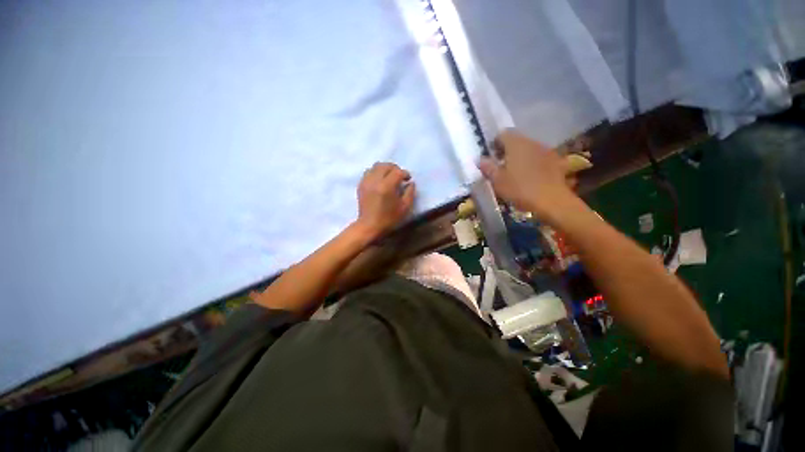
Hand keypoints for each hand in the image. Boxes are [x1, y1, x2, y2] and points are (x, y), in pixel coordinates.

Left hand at [355, 162, 415, 238]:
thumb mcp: (405, 208)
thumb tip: (410, 183)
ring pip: (376, 166)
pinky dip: (375, 173)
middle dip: (395, 168)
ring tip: (389, 176)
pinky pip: (368, 172)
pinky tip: (380, 180)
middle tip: (399, 176)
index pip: (397, 172)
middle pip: (386, 165)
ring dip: (384, 169)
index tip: (408, 179)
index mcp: (387, 186)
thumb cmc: (388, 219)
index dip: (405, 174)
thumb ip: (410, 193)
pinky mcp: (361, 185)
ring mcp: (366, 182)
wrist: (369, 226)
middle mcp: (375, 181)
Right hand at [477, 129, 576, 220]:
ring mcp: (546, 150)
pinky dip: (538, 165)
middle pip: (517, 141)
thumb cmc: (522, 189)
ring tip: (521, 174)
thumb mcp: (499, 182)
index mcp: (515, 142)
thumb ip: (489, 168)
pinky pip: (543, 159)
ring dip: (525, 157)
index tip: (493, 158)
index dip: (495, 145)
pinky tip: (536, 178)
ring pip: (531, 149)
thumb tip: (480, 159)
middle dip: (510, 151)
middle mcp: (530, 141)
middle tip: (505, 167)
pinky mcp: (557, 161)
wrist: (554, 201)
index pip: (501, 135)